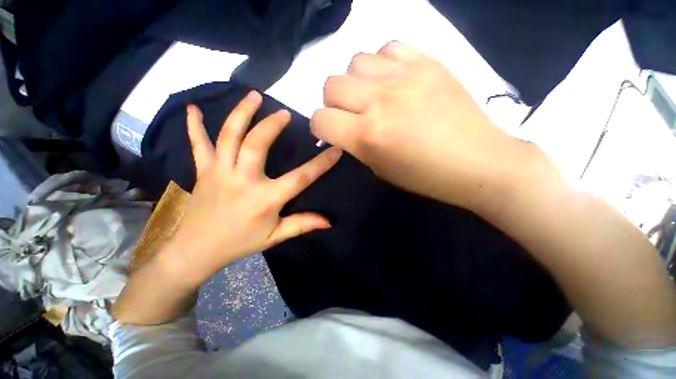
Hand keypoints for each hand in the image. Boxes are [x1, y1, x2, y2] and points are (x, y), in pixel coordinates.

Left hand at [166, 91, 341, 284]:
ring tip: (254, 95)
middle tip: (284, 112)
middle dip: (272, 125)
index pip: (300, 178)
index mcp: (265, 199)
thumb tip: (328, 222)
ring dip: (241, 113)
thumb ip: (302, 224)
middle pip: (256, 144)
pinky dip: (193, 125)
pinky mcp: (203, 171)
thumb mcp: (275, 237)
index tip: (335, 149)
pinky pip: (197, 144)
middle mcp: (243, 181)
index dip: (321, 164)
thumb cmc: (241, 242)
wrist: (197, 250)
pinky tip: (193, 107)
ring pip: (229, 136)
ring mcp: (220, 172)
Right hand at [311, 41, 533, 210]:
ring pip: (355, 61)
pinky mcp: (427, 62)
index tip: (331, 132)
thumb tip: (343, 128)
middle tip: (350, 114)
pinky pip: (388, 47)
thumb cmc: (424, 176)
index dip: (319, 127)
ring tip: (373, 95)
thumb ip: (356, 144)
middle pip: (331, 84)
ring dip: (356, 82)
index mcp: (367, 135)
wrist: (477, 162)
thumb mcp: (380, 168)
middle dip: (333, 103)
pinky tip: (394, 80)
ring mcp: (404, 76)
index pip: (320, 119)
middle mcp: (379, 101)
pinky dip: (382, 63)